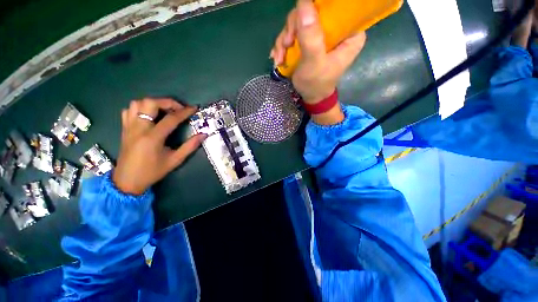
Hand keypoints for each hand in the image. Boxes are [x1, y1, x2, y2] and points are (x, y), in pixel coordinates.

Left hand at [113, 98, 205, 194]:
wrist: (127, 181)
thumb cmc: (153, 171)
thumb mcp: (175, 160)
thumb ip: (190, 146)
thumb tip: (203, 135)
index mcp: (153, 137)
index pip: (171, 118)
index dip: (185, 112)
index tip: (194, 108)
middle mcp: (139, 128)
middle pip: (150, 103)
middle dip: (167, 102)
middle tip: (178, 109)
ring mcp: (129, 127)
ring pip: (138, 103)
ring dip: (153, 103)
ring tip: (164, 111)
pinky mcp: (124, 128)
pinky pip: (129, 110)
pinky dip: (140, 108)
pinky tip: (149, 115)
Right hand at [270, 0, 366, 104]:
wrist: (310, 97)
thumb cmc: (316, 84)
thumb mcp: (314, 63)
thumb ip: (310, 36)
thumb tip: (303, 2)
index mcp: (350, 33)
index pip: (336, 7)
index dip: (316, 8)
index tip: (300, 22)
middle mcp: (338, 29)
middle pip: (313, 11)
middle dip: (294, 28)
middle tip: (286, 44)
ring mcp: (322, 34)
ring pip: (300, 21)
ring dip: (285, 39)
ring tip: (280, 57)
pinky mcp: (311, 40)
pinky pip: (295, 32)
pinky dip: (284, 45)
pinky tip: (279, 57)